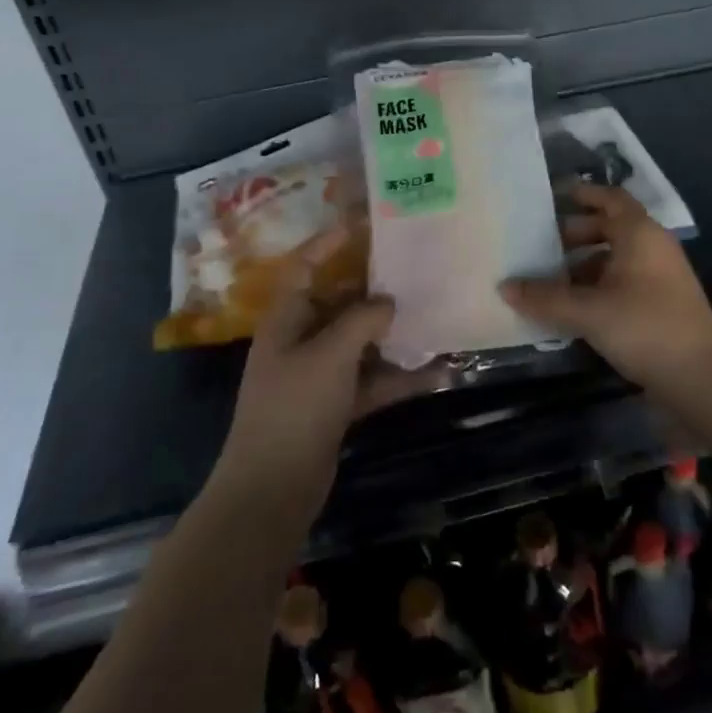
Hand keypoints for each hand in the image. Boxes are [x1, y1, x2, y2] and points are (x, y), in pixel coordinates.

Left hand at [218, 229, 446, 509]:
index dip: (330, 242)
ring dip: (394, 334)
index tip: (365, 223)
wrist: (273, 489)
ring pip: (362, 342)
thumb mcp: (330, 355)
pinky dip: (400, 376)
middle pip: (341, 302)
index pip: (306, 266)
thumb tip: (388, 302)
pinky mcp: (337, 404)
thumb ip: (362, 320)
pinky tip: (438, 371)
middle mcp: (302, 339)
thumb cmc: (294, 407)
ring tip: (434, 314)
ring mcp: (320, 374)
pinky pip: (373, 379)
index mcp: (288, 319)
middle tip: (415, 268)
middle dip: (376, 289)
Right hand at [501, 184, 711, 389]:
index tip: (552, 197)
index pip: (610, 198)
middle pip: (610, 227)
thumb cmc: (645, 327)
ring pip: (615, 257)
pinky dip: (598, 285)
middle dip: (575, 234)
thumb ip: (546, 298)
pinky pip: (623, 280)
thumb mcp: (589, 311)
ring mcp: (660, 275)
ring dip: (584, 264)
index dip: (582, 194)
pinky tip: (574, 306)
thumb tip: (505, 286)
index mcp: (640, 233)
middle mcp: (652, 246)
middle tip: (541, 245)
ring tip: (550, 279)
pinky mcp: (661, 302)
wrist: (701, 376)